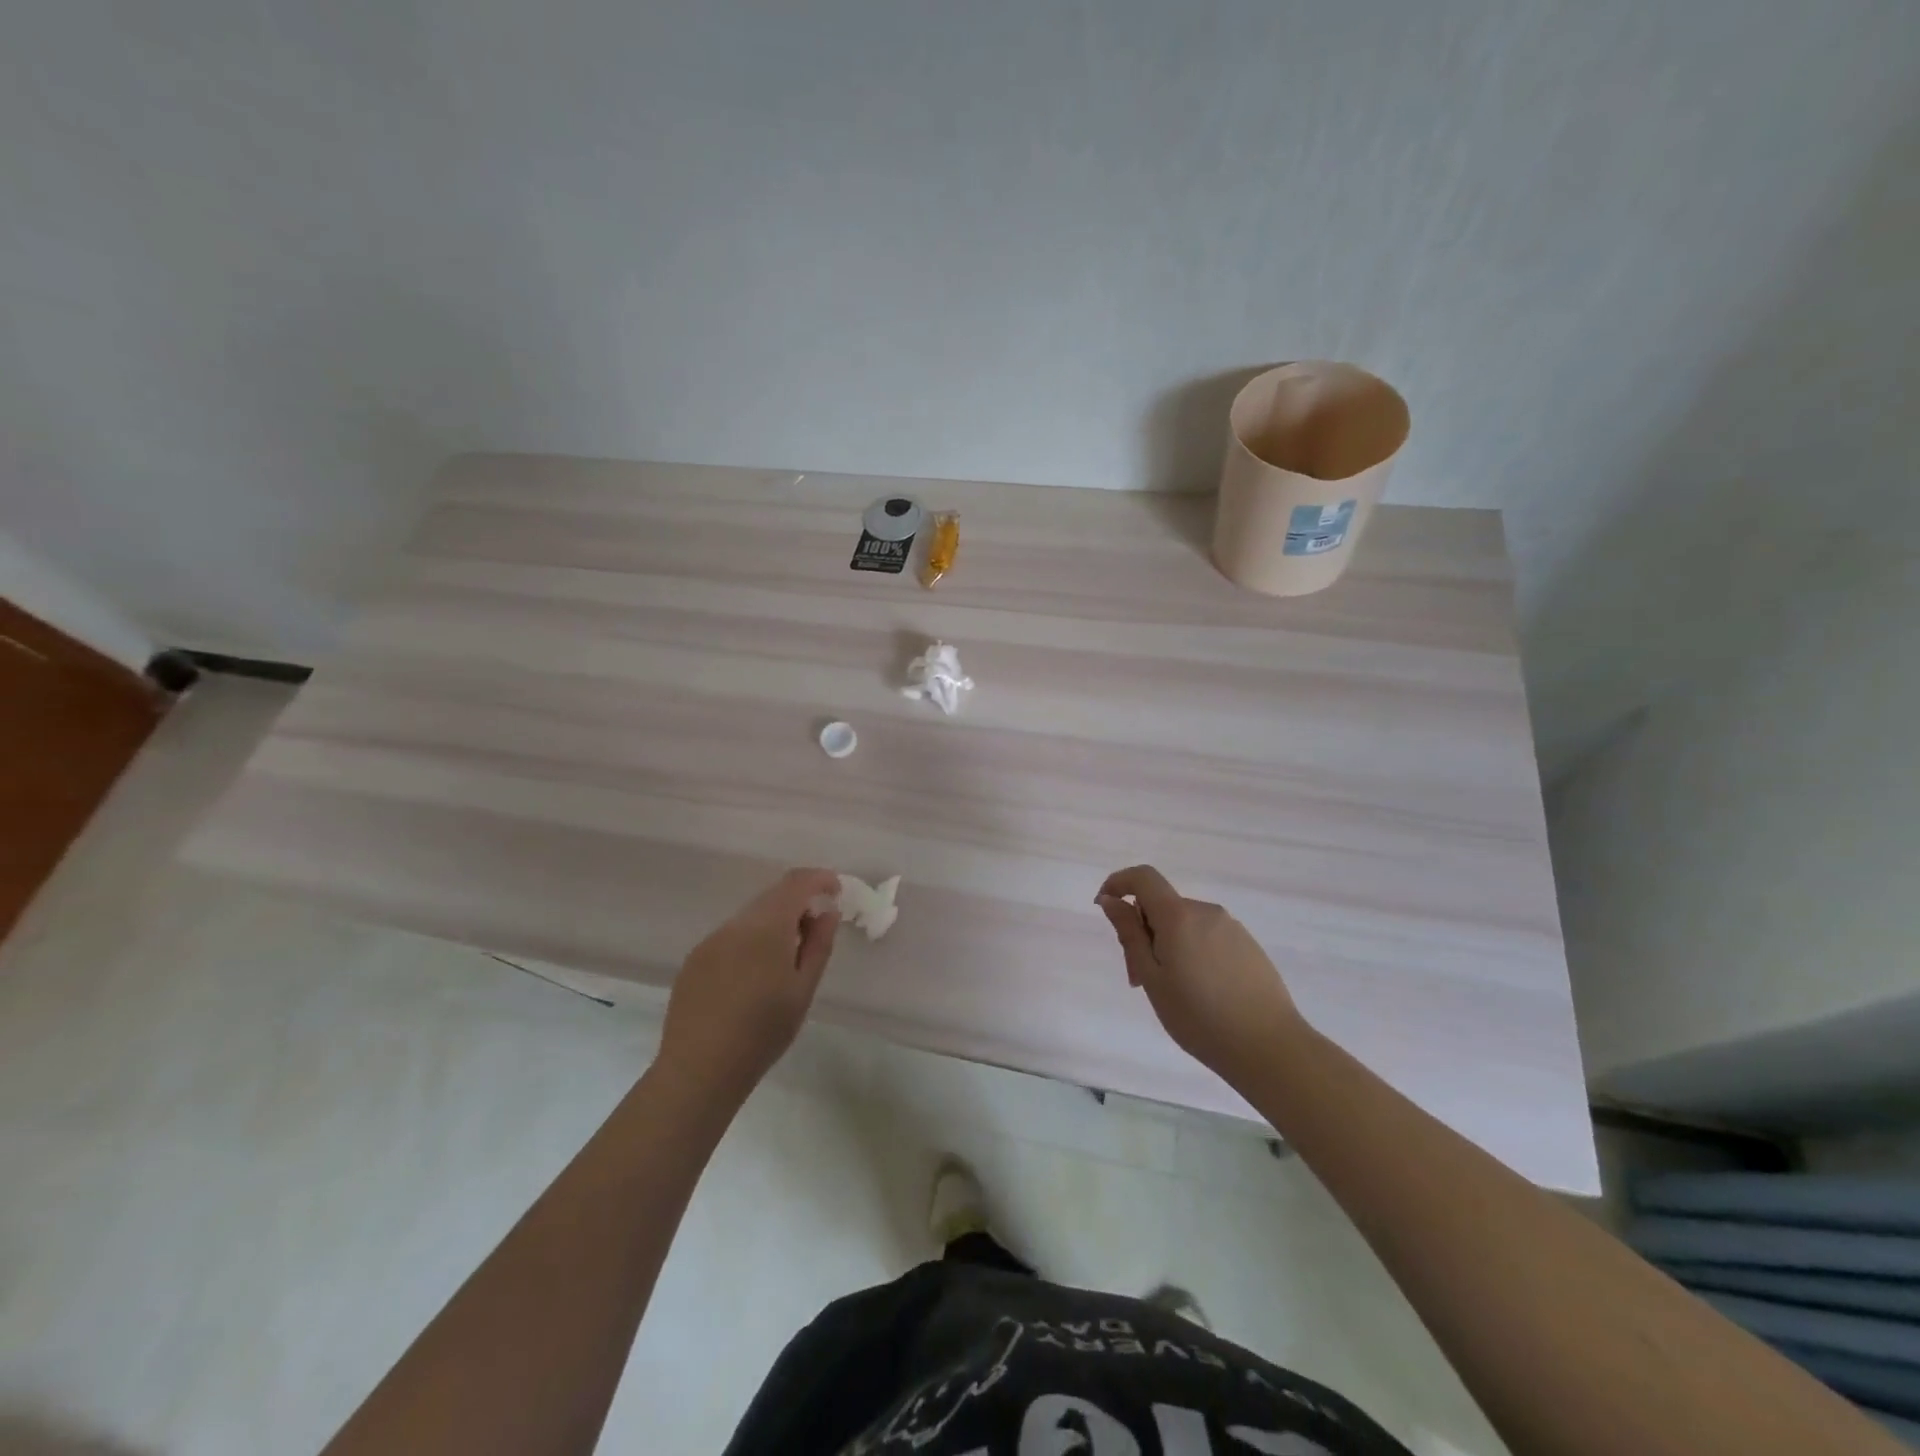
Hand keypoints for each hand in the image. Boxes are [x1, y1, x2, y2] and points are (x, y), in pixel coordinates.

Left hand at [657, 869, 841, 1104]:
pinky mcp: (694, 959)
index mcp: (766, 928)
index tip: (836, 892)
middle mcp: (735, 925)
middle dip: (797, 903)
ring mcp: (710, 941)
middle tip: (815, 930)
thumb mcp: (802, 990)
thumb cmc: (762, 1033)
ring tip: (784, 959)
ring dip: (773, 923)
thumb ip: (818, 944)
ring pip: (750, 917)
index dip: (819, 879)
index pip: (796, 882)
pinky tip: (752, 977)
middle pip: (772, 896)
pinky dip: (750, 941)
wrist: (698, 1070)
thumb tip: (827, 911)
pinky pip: (730, 936)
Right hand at [1096, 865, 1305, 1087]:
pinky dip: (1191, 953)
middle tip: (1137, 978)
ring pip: (1184, 925)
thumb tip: (1111, 900)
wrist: (1269, 1047)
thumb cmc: (1199, 1017)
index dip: (1118, 883)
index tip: (1105, 907)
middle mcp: (1206, 911)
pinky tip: (1201, 993)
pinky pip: (1207, 937)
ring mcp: (1231, 928)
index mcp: (1178, 915)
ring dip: (1167, 946)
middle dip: (1142, 932)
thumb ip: (1129, 934)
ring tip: (1171, 992)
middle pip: (1162, 906)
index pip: (1143, 877)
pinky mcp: (1248, 946)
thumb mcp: (1152, 978)